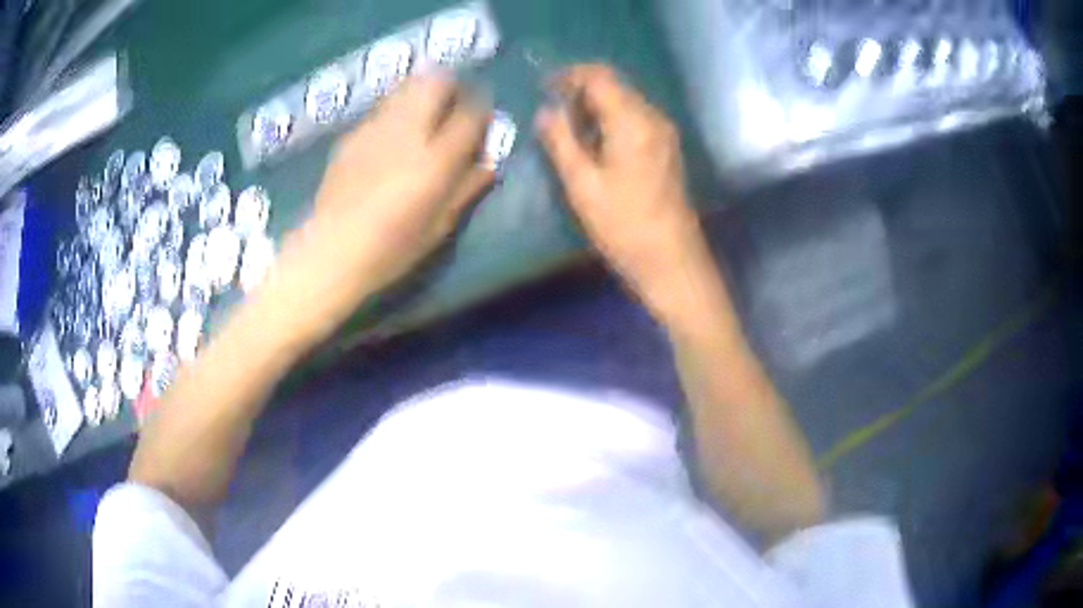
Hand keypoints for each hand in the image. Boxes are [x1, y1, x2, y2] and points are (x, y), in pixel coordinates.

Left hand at [267, 74, 492, 344]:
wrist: (330, 252)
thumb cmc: (390, 249)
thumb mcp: (439, 226)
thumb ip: (467, 188)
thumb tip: (489, 163)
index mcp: (435, 159)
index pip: (470, 113)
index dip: (482, 109)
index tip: (483, 117)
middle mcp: (406, 133)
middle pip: (434, 82)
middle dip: (450, 85)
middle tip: (452, 104)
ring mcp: (374, 130)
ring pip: (405, 87)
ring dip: (421, 92)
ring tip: (423, 115)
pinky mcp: (351, 136)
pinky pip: (381, 110)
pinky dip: (394, 112)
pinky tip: (390, 138)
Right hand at [535, 65, 708, 318]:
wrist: (672, 260)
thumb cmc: (624, 225)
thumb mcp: (582, 184)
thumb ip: (561, 141)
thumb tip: (546, 111)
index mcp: (632, 121)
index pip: (599, 76)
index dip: (569, 75)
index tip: (544, 88)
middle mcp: (653, 117)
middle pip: (615, 84)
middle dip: (581, 90)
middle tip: (554, 114)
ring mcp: (664, 133)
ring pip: (625, 101)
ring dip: (596, 106)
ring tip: (570, 131)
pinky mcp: (667, 148)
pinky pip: (636, 119)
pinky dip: (611, 120)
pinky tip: (596, 144)